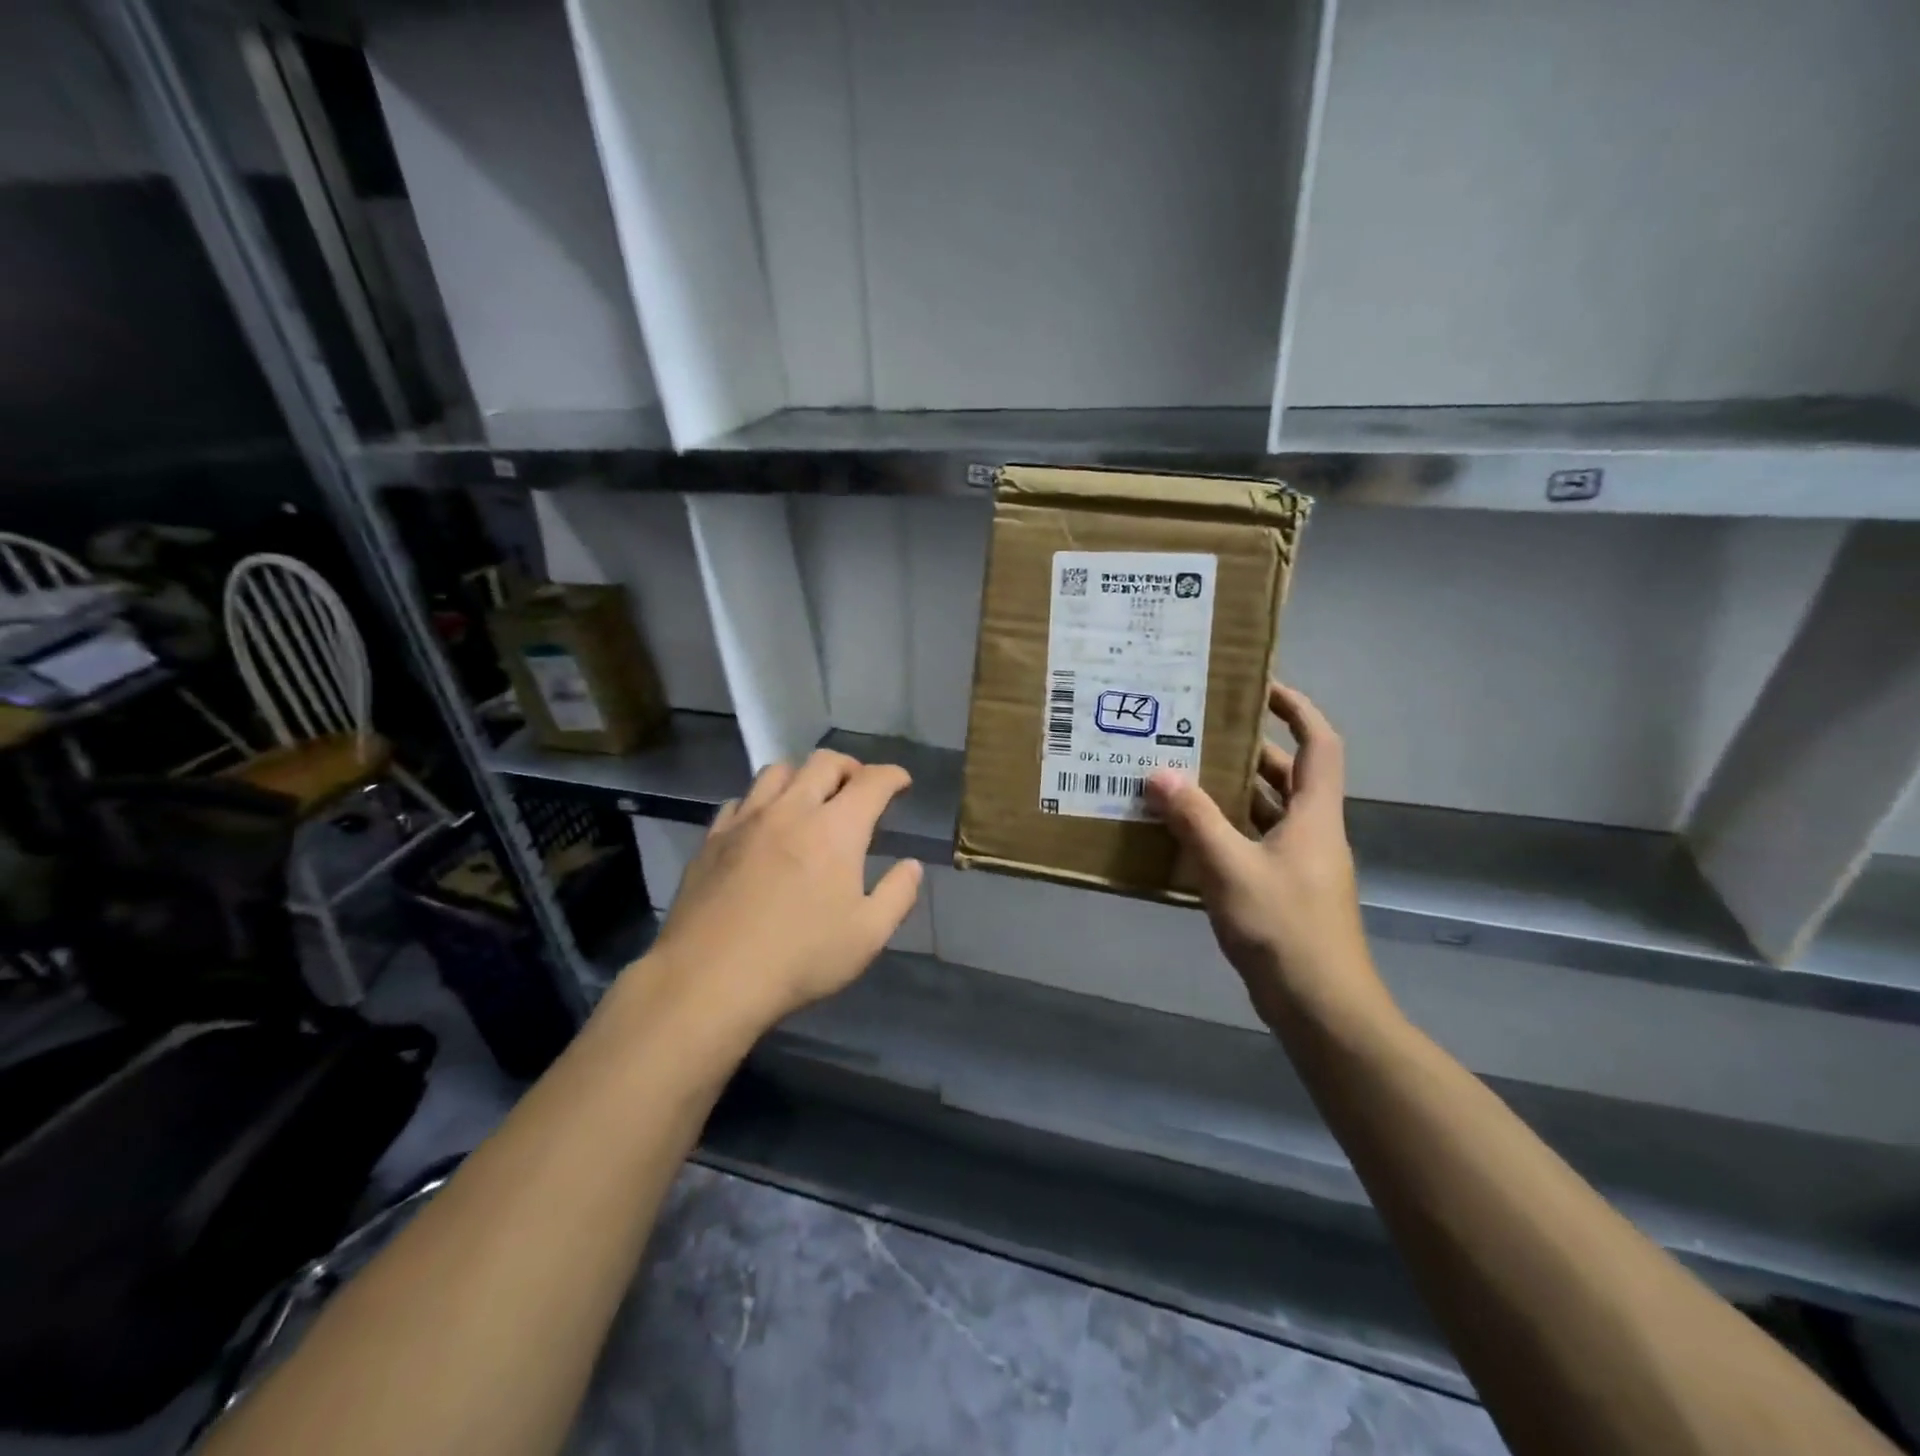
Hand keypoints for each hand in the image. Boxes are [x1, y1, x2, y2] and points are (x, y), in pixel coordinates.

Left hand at [642, 749, 922, 1036]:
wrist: (710, 978)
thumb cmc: (800, 958)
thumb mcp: (868, 936)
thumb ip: (898, 895)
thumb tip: (911, 866)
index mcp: (836, 829)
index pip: (872, 782)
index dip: (893, 776)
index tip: (902, 784)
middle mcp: (791, 810)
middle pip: (824, 762)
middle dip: (850, 767)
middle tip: (859, 788)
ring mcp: (747, 820)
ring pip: (778, 771)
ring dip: (803, 776)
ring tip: (810, 799)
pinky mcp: (713, 838)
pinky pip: (742, 800)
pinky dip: (762, 801)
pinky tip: (763, 825)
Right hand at [1146, 683, 1385, 1032]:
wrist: (1321, 1007)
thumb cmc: (1283, 928)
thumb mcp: (1230, 867)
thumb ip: (1194, 818)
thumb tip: (1159, 772)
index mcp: (1314, 815)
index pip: (1319, 743)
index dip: (1297, 709)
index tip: (1260, 687)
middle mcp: (1313, 832)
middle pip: (1287, 776)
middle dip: (1248, 750)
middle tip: (1198, 733)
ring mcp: (1300, 865)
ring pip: (1267, 813)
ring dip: (1231, 793)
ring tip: (1182, 776)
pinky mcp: (1284, 892)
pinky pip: (1254, 845)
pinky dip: (1225, 832)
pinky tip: (1186, 836)